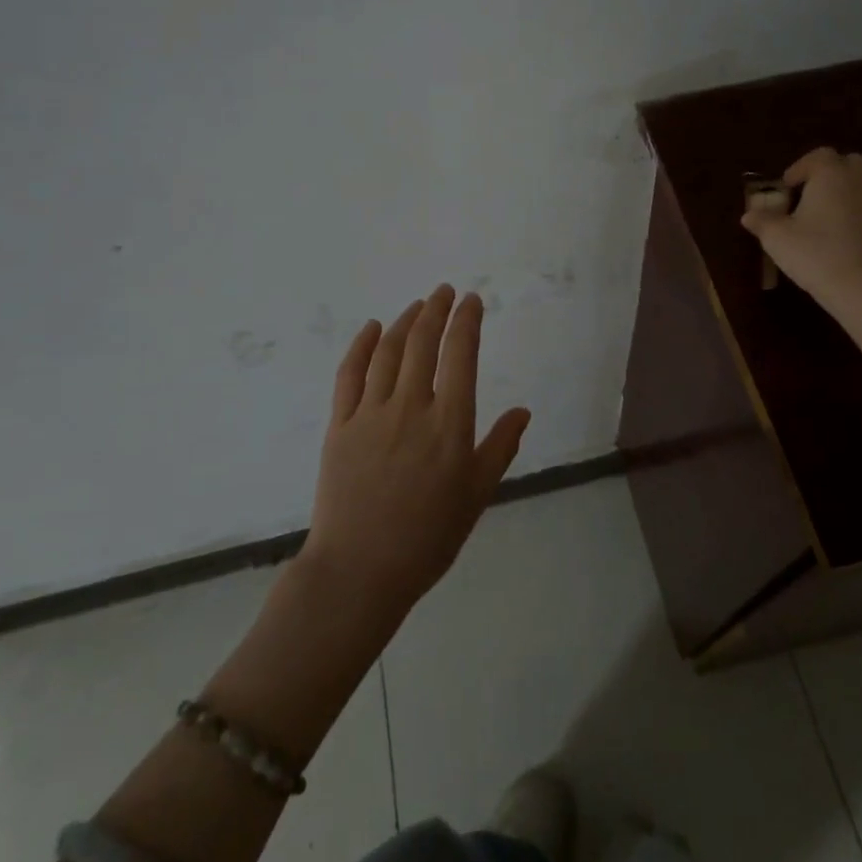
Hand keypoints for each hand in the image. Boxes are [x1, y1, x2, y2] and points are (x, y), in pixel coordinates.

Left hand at [301, 284, 529, 622]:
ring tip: (417, 306)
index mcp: (450, 423)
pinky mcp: (339, 425)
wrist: (360, 570)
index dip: (467, 321)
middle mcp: (411, 407)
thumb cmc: (428, 537)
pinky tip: (371, 328)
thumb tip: (522, 410)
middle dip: (436, 310)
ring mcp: (370, 413)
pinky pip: (350, 374)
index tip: (471, 300)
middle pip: (423, 342)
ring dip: (404, 321)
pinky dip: (362, 345)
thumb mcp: (477, 495)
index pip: (461, 355)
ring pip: (389, 351)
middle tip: (444, 291)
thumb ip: (500, 447)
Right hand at [741, 148, 861, 311]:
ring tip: (827, 212)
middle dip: (827, 174)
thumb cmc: (815, 253)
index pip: (818, 156)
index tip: (786, 188)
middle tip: (808, 195)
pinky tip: (845, 232)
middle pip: (846, 163)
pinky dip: (860, 210)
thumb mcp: (777, 238)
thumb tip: (749, 215)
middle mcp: (859, 179)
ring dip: (847, 189)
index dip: (799, 168)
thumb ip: (762, 221)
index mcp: (831, 174)